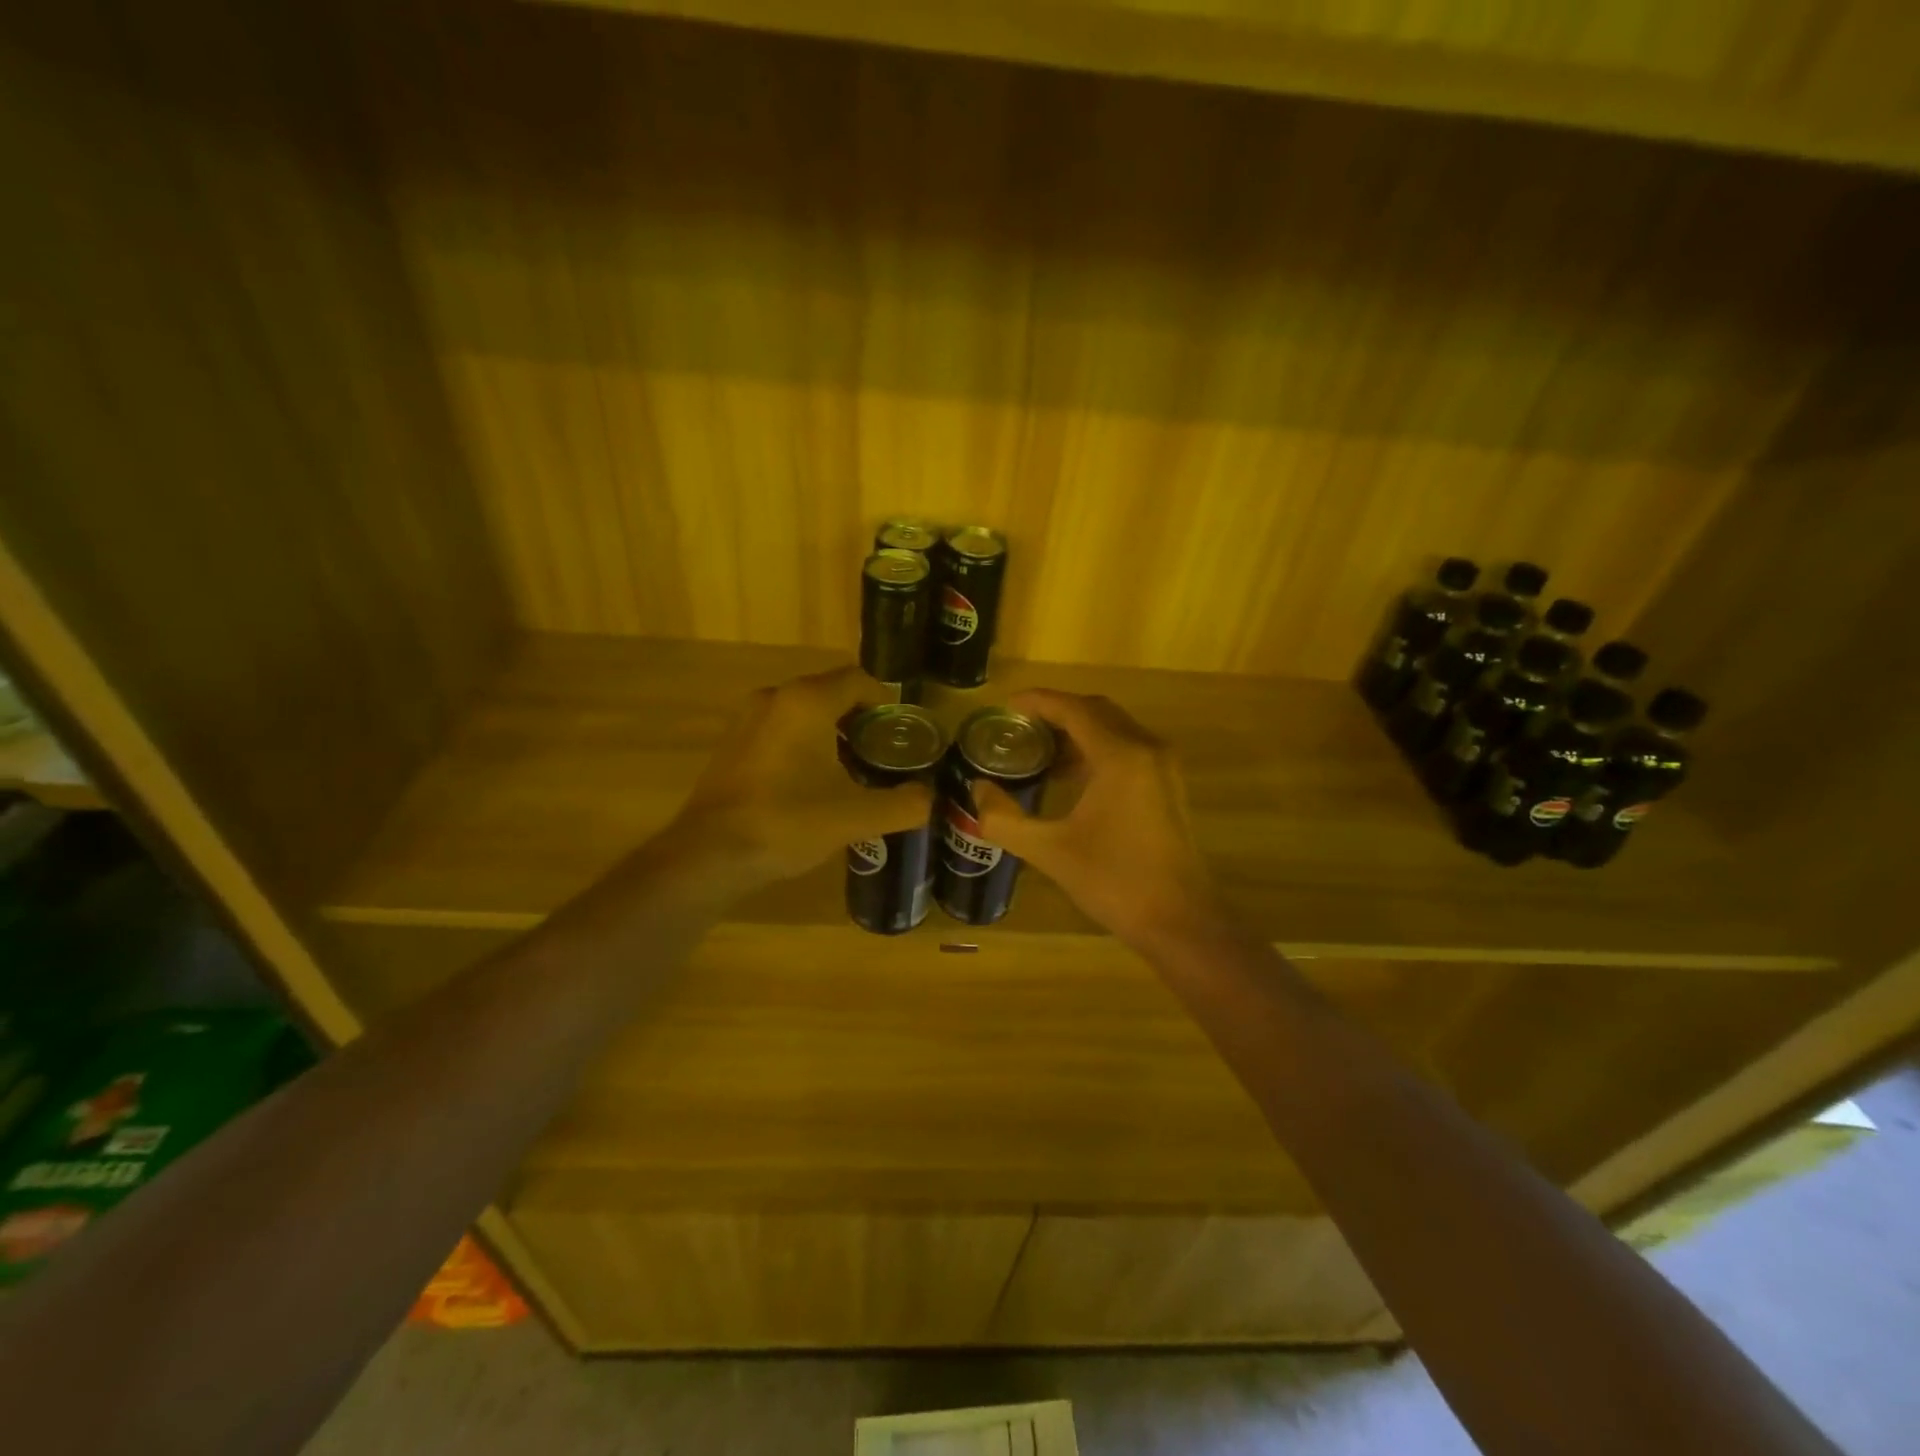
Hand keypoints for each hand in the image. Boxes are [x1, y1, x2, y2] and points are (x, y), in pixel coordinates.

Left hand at [659, 665, 934, 894]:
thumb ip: (902, 805)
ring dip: (832, 734)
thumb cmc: (787, 823)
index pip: (859, 680)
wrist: (709, 854)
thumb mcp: (855, 817)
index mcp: (807, 702)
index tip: (902, 735)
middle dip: (862, 721)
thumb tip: (927, 798)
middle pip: (831, 693)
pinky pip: (780, 730)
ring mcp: (747, 719)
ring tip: (853, 772)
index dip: (886, 703)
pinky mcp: (732, 744)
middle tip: (883, 756)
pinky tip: (811, 784)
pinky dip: (803, 745)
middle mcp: (775, 698)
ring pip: (804, 713)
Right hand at [972, 689, 1221, 945]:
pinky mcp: (1169, 786)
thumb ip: (1004, 819)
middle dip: (1057, 713)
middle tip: (1020, 729)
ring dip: (1078, 732)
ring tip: (1039, 753)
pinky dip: (1098, 750)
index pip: (1074, 709)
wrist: (1178, 921)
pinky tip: (1072, 778)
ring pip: (1115, 729)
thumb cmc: (1114, 881)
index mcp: (1120, 756)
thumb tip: (978, 790)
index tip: (1006, 706)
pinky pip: (1129, 748)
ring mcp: (1164, 766)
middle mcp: (1147, 749)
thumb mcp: (1049, 851)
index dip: (1038, 702)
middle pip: (1096, 711)